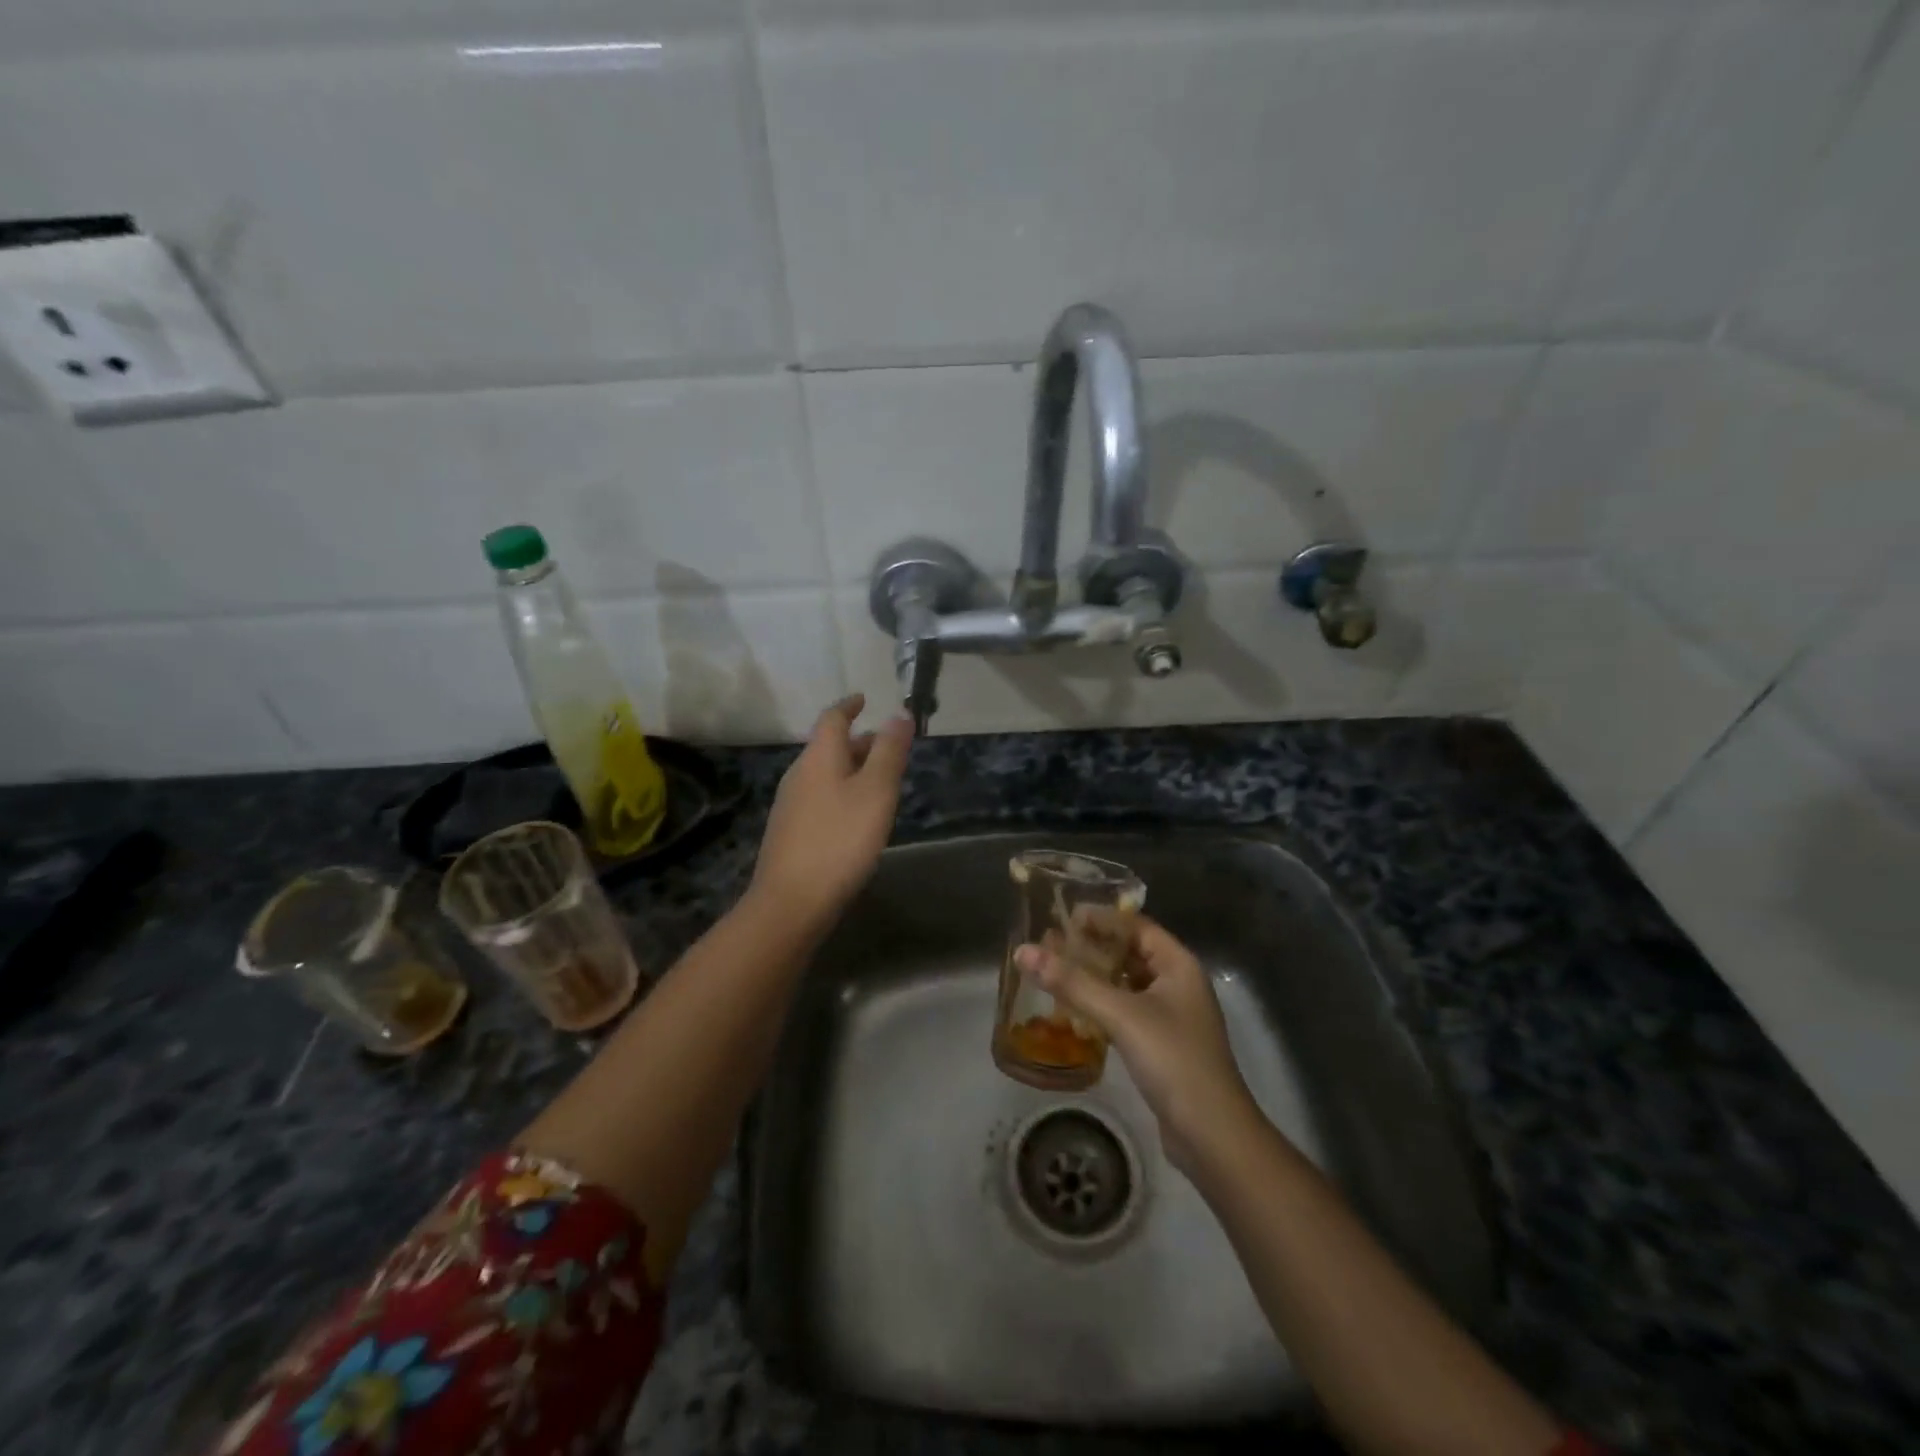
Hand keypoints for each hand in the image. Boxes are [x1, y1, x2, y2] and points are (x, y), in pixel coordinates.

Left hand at [750, 694, 912, 931]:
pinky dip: (841, 793)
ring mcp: (791, 805)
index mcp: (818, 758)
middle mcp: (799, 775)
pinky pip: (820, 798)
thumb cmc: (840, 839)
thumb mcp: (876, 791)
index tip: (865, 699)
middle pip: (828, 747)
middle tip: (887, 746)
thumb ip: (889, 751)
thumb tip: (900, 713)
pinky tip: (857, 816)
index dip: (849, 705)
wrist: (792, 900)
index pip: (832, 718)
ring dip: (851, 769)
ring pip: (825, 774)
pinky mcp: (791, 832)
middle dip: (857, 742)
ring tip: (879, 781)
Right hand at [1016, 917, 1260, 1173]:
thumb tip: (1022, 951)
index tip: (1064, 916)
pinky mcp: (1162, 1045)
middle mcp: (1178, 984)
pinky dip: (1101, 1004)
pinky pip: (1126, 1011)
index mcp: (1179, 965)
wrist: (1212, 1136)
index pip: (1136, 926)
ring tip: (1055, 971)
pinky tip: (1074, 1010)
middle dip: (1092, 947)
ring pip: (1127, 983)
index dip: (1102, 918)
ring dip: (1094, 976)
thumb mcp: (1120, 1015)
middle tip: (1051, 943)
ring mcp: (1172, 1016)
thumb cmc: (1173, 1060)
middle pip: (1130, 952)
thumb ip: (1072, 982)